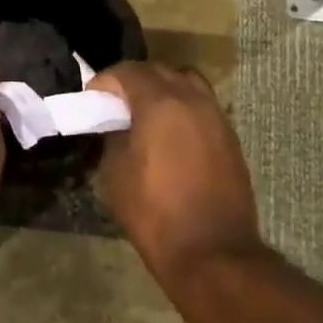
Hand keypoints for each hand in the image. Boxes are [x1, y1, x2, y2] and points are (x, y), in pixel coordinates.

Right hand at [89, 62, 263, 282]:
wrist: (212, 252)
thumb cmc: (155, 212)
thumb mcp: (115, 173)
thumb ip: (113, 138)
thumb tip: (117, 126)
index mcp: (160, 102)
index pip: (127, 71)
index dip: (105, 81)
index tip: (92, 97)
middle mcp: (192, 99)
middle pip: (159, 70)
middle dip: (134, 80)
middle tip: (115, 103)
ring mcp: (216, 116)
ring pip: (186, 83)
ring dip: (163, 89)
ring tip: (146, 113)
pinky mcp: (230, 137)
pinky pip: (202, 105)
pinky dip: (183, 107)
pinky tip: (171, 133)